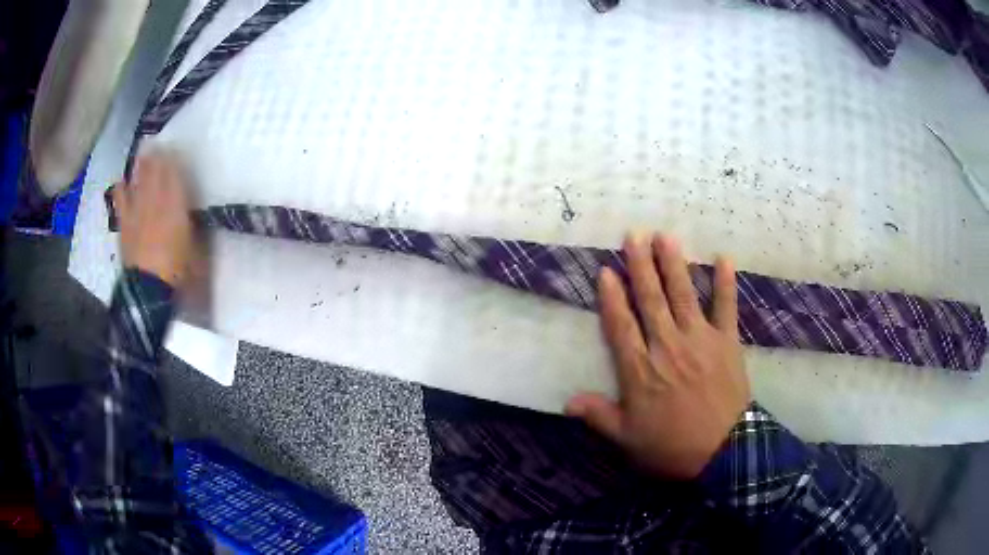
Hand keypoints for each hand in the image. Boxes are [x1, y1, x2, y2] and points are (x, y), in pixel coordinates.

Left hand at [113, 153, 194, 287]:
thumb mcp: (194, 247)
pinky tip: (121, 181)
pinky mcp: (125, 223)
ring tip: (142, 154)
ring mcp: (137, 211)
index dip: (174, 159)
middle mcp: (155, 201)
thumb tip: (191, 209)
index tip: (176, 148)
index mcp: (175, 205)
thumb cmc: (177, 270)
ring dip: (140, 166)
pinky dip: (121, 189)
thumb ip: (191, 223)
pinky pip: (121, 200)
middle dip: (157, 156)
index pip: (174, 174)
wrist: (149, 290)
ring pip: (139, 180)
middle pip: (155, 172)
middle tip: (158, 144)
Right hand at [566, 232, 748, 478]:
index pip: (621, 325)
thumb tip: (567, 402)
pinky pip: (726, 307)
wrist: (723, 451)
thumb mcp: (628, 439)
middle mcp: (667, 345)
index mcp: (640, 369)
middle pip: (651, 299)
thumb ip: (599, 416)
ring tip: (665, 237)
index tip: (606, 270)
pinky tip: (723, 258)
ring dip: (673, 264)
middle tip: (634, 235)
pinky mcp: (726, 342)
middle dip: (641, 265)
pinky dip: (725, 283)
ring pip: (683, 295)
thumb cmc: (671, 446)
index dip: (612, 296)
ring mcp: (699, 340)